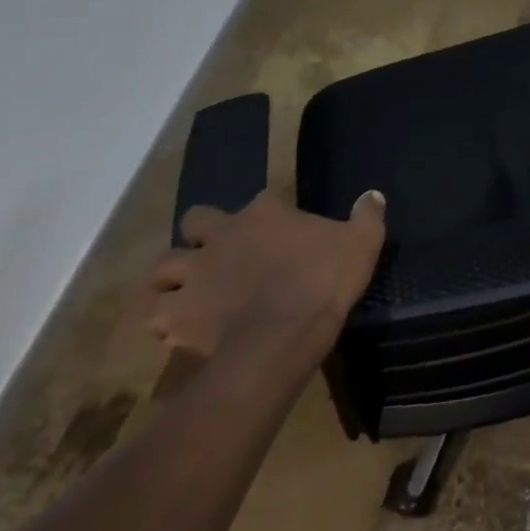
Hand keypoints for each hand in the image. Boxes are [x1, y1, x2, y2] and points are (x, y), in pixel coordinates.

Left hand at [146, 190, 385, 360]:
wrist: (284, 334)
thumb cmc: (324, 279)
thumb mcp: (362, 242)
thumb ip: (367, 216)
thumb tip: (373, 196)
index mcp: (265, 212)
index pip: (258, 201)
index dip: (264, 215)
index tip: (276, 233)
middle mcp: (223, 234)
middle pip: (194, 221)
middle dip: (198, 235)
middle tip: (216, 254)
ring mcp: (196, 274)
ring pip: (161, 267)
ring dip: (170, 277)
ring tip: (186, 292)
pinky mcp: (179, 315)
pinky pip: (156, 315)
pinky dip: (163, 320)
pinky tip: (178, 330)